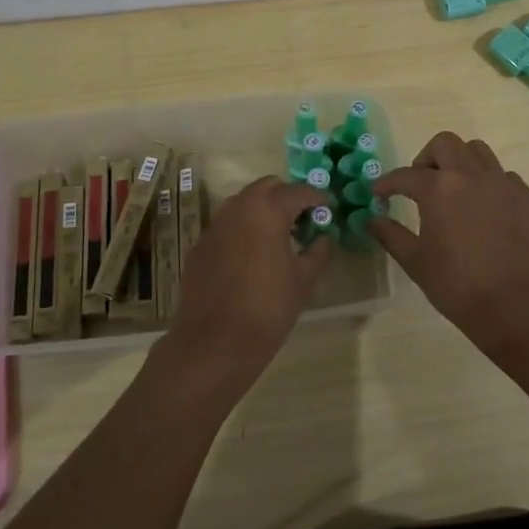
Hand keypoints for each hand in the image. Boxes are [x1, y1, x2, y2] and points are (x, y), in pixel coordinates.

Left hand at [162, 176, 329, 385]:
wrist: (214, 342)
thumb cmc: (268, 308)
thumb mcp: (304, 280)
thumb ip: (318, 251)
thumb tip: (323, 237)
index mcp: (267, 210)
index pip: (298, 191)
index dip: (317, 199)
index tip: (327, 210)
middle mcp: (238, 208)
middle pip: (267, 187)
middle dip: (287, 197)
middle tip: (302, 221)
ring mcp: (215, 225)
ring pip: (244, 202)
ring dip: (263, 210)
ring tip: (278, 237)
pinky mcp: (201, 245)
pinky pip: (227, 224)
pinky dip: (243, 228)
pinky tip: (252, 256)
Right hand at [371, 132, 528, 361]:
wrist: (518, 307)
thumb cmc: (459, 286)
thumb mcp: (416, 263)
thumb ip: (391, 235)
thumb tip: (373, 219)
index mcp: (440, 189)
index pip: (406, 175)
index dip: (387, 183)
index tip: (379, 192)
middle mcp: (472, 176)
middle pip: (445, 144)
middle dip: (426, 158)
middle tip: (420, 184)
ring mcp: (504, 184)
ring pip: (478, 152)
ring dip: (460, 162)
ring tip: (454, 189)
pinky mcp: (527, 199)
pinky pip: (504, 176)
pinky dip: (488, 183)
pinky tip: (484, 209)